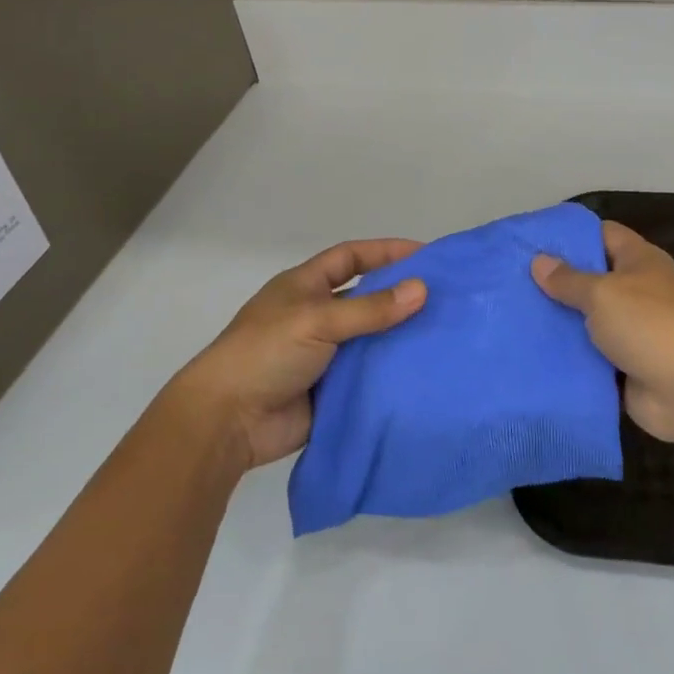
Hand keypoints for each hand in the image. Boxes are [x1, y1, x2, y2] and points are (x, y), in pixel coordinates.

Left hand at [176, 239, 425, 468]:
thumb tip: (421, 289)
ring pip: (372, 339)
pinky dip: (392, 373)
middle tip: (446, 298)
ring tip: (445, 334)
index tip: (425, 254)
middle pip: (367, 298)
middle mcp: (317, 316)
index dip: (385, 251)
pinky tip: (424, 372)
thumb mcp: (317, 320)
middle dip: (401, 296)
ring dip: (401, 337)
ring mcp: (325, 355)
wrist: (228, 422)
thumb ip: (370, 308)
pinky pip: (369, 376)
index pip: (351, 258)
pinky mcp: (332, 390)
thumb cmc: (265, 354)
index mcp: (305, 287)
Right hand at [532, 222, 673, 444]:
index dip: (570, 235)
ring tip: (513, 317)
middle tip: (511, 282)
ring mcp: (631, 331)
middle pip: (591, 279)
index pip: (602, 235)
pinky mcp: (624, 367)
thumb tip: (539, 261)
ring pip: (586, 321)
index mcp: (639, 261)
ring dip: (558, 323)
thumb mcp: (602, 293)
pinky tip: (530, 354)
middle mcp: (636, 291)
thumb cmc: (649, 324)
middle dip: (555, 282)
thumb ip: (568, 279)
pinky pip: (589, 357)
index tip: (531, 241)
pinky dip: (567, 358)